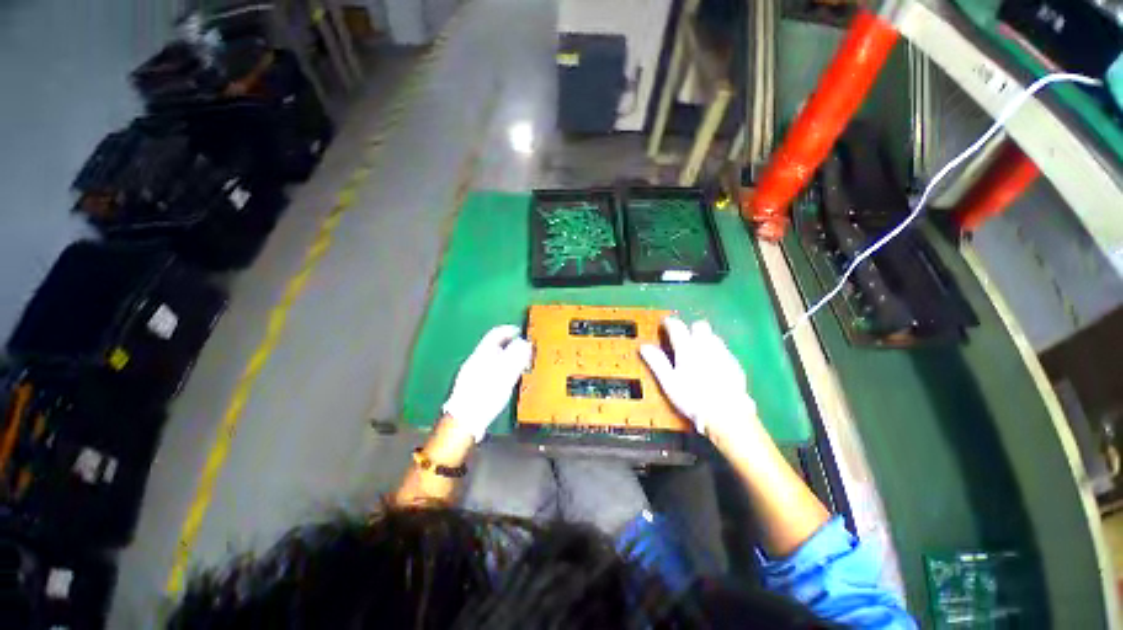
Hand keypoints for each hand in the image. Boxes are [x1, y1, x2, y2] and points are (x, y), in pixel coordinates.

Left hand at [442, 325, 532, 441]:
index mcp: (482, 354)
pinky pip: (489, 369)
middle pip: (494, 346)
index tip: (520, 331)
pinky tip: (506, 379)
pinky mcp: (472, 384)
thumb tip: (524, 343)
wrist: (465, 420)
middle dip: (510, 345)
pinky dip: (500, 368)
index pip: (496, 334)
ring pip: (492, 358)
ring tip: (519, 365)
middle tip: (524, 350)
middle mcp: (476, 360)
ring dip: (506, 357)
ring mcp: (472, 372)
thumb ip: (515, 357)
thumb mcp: (505, 375)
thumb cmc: (486, 395)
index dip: (509, 330)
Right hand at [640, 317, 756, 438]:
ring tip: (697, 350)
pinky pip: (723, 349)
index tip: (665, 323)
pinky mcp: (735, 364)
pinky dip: (715, 351)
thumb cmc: (693, 398)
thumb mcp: (669, 382)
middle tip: (683, 338)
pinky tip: (713, 364)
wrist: (727, 414)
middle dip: (690, 328)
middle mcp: (706, 346)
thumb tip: (644, 347)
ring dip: (704, 338)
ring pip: (713, 336)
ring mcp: (722, 354)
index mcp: (687, 349)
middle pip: (700, 326)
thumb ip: (657, 362)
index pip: (677, 327)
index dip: (669, 323)